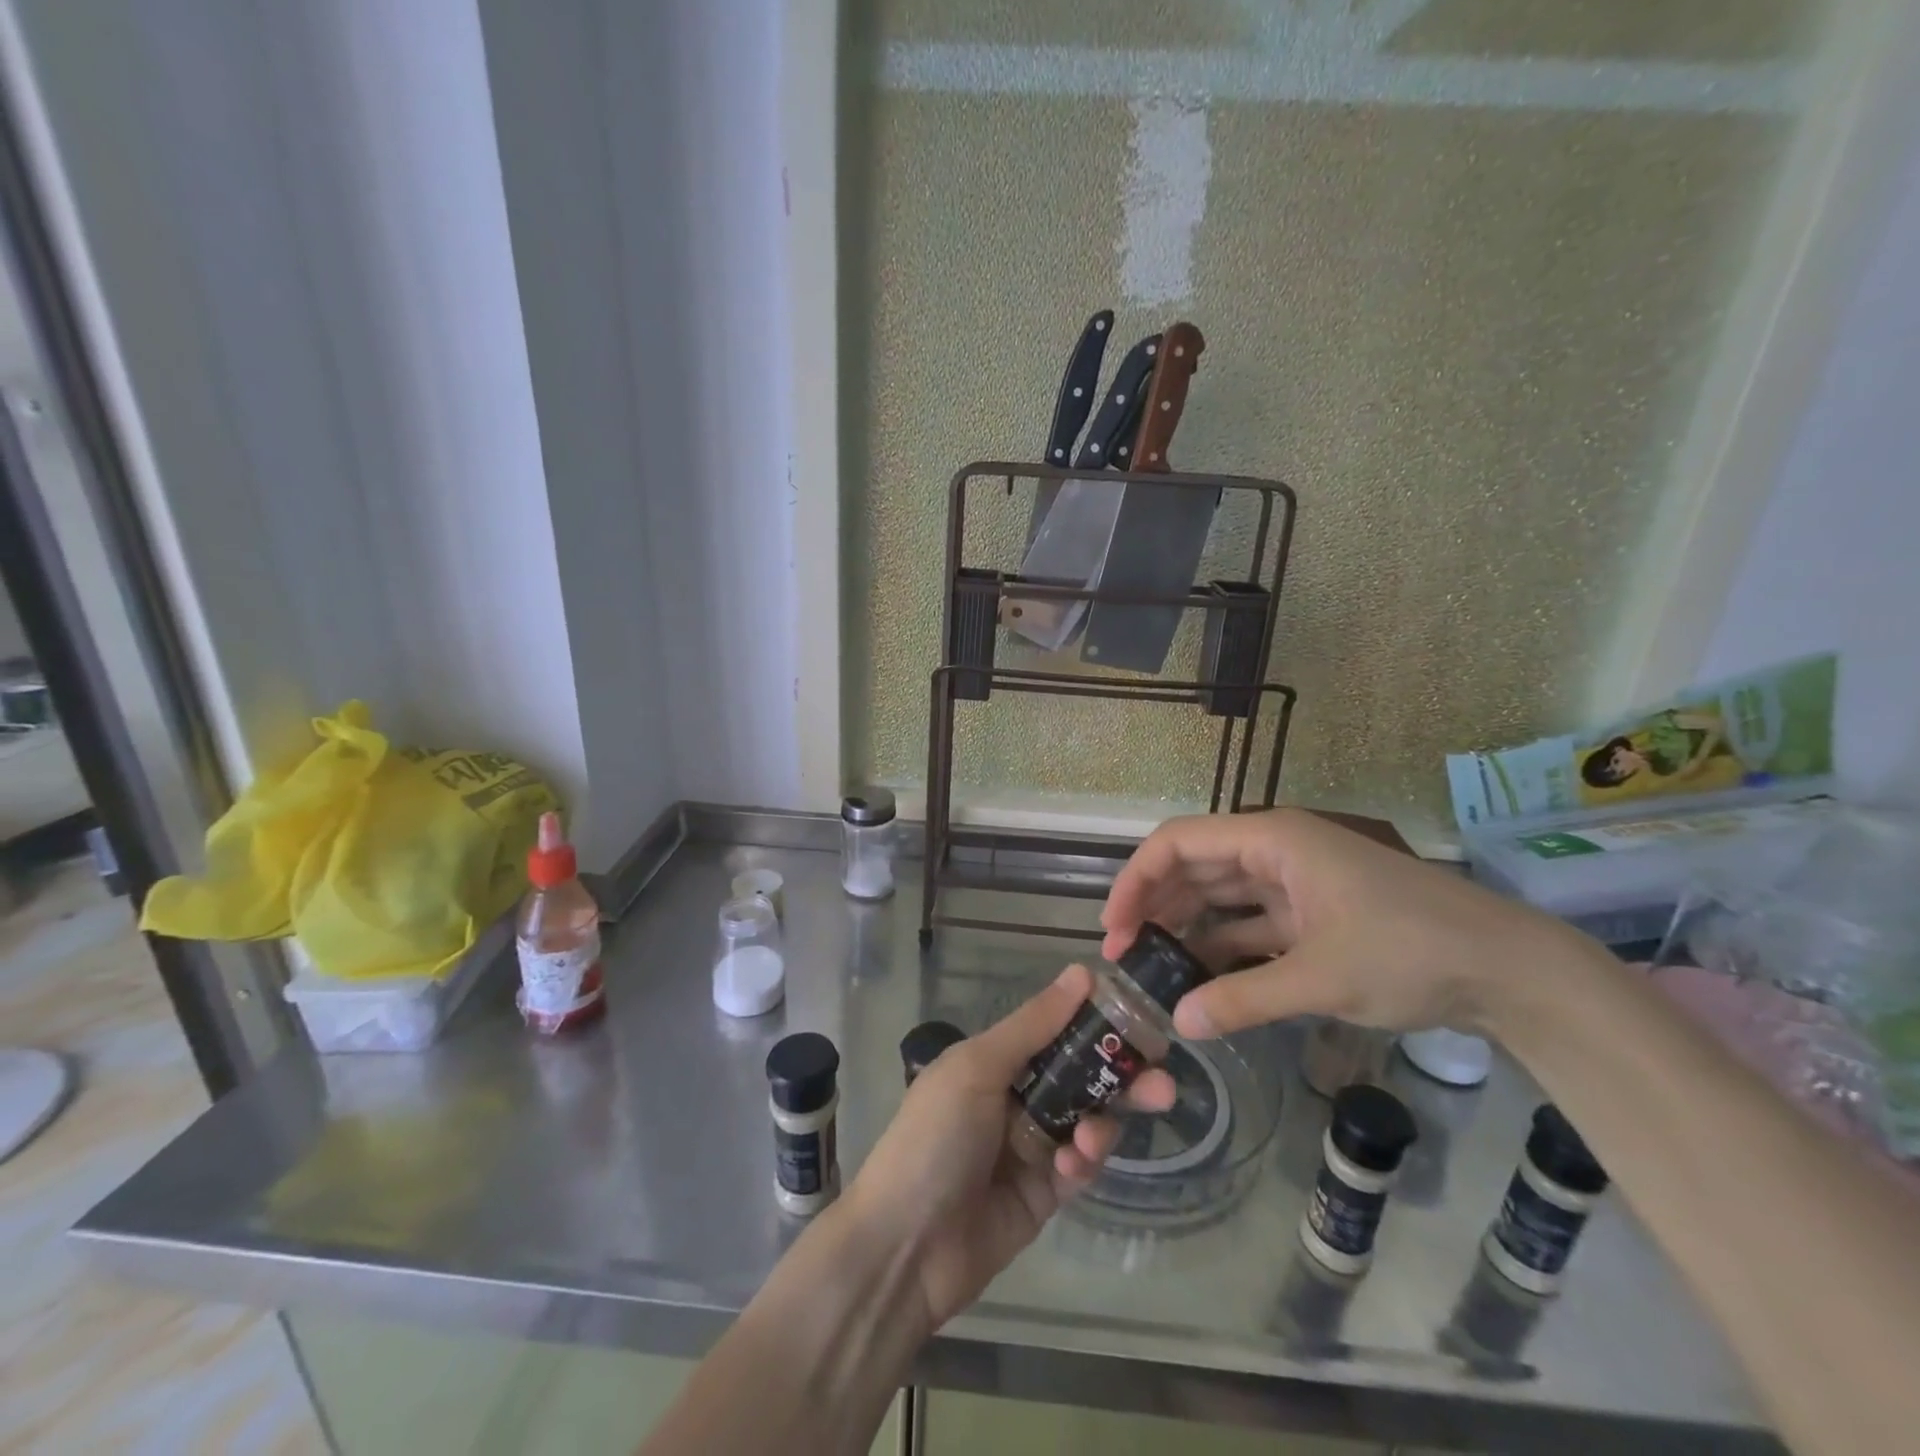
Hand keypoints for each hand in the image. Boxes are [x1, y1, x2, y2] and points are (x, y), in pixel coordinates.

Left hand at [839, 965, 1174, 1333]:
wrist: (906, 1246)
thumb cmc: (936, 1137)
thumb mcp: (977, 1068)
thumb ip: (1033, 1025)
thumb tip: (1082, 973)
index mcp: (994, 1060)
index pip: (1055, 1030)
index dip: (1094, 1022)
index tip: (1140, 1016)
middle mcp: (1014, 1097)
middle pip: (1080, 1076)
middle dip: (1120, 1077)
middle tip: (1164, 1081)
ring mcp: (1030, 1147)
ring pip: (1086, 1120)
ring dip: (1101, 1122)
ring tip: (1093, 1135)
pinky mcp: (1044, 1194)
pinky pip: (1079, 1166)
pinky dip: (1084, 1160)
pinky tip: (1073, 1164)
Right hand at [1099, 808, 1588, 1040]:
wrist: (1511, 971)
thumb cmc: (1411, 952)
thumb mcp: (1321, 978)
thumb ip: (1243, 999)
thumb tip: (1178, 1022)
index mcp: (1272, 839)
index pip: (1179, 843)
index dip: (1136, 880)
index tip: (1113, 927)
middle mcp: (1276, 851)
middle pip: (1194, 867)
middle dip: (1154, 905)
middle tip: (1122, 955)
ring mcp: (1296, 883)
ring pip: (1220, 896)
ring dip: (1185, 927)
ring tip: (1152, 969)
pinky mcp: (1314, 916)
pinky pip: (1251, 925)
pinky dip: (1224, 948)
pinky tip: (1200, 979)